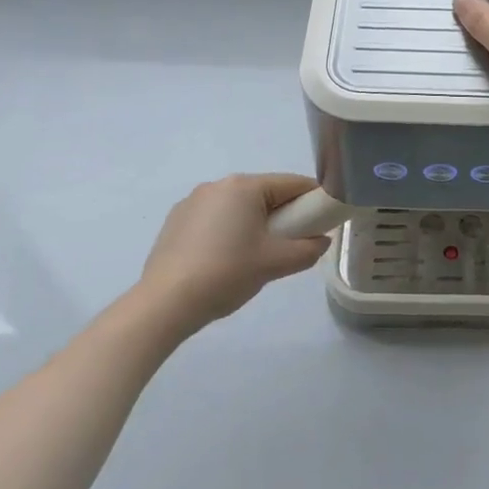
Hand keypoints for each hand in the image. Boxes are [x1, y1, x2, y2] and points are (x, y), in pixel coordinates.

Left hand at [138, 174, 330, 333]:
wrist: (164, 304)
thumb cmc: (227, 274)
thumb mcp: (276, 263)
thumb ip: (308, 249)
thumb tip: (321, 241)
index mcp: (244, 186)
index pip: (292, 184)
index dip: (313, 200)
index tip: (324, 221)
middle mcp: (218, 185)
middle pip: (265, 193)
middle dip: (283, 215)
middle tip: (291, 245)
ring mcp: (192, 202)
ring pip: (238, 206)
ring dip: (254, 223)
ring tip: (255, 258)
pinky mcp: (175, 221)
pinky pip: (215, 218)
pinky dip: (228, 232)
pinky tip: (224, 261)